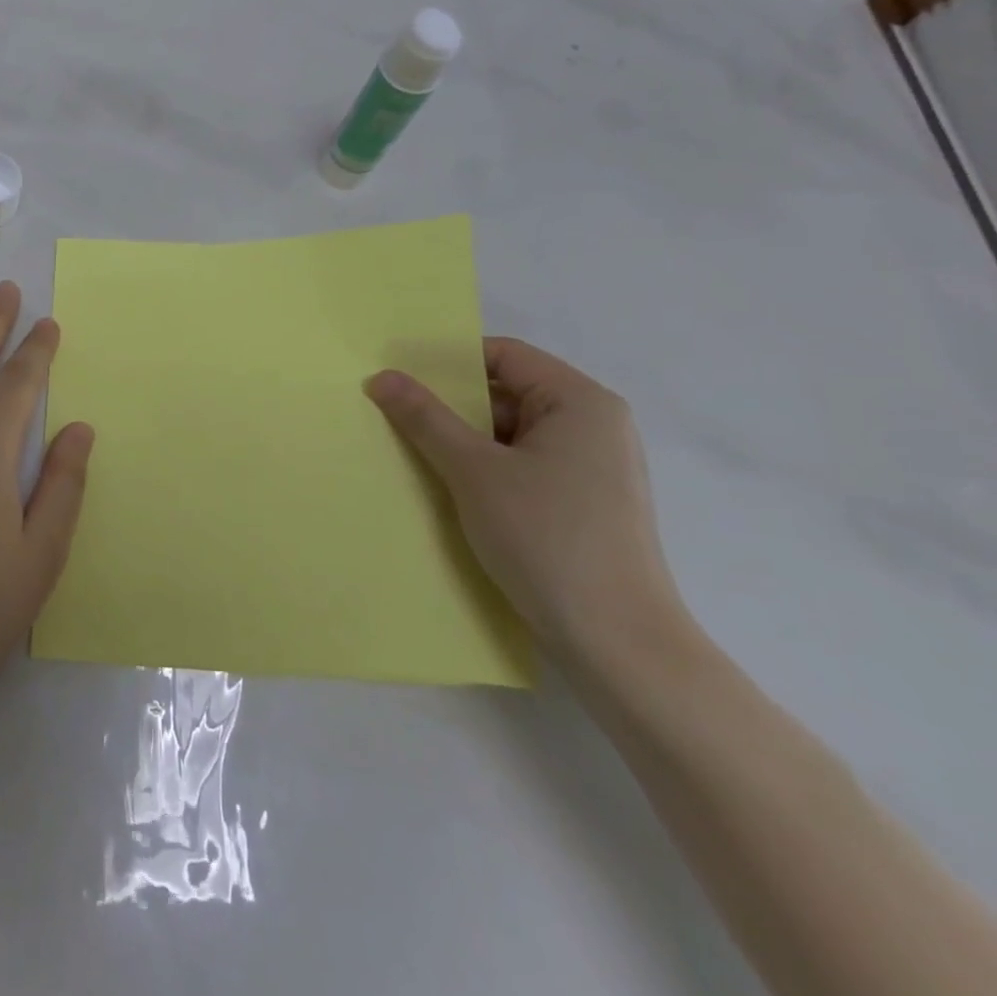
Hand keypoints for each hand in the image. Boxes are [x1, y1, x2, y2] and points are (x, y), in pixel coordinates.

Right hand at [366, 337, 686, 667]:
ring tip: (411, 450)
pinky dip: (484, 468)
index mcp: (581, 402)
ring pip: (512, 433)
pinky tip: (447, 485)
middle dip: (451, 404)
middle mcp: (594, 425)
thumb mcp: (472, 470)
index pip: (505, 355)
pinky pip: (523, 466)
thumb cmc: (546, 537)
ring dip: (463, 439)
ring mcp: (592, 467)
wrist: (615, 640)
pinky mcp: (583, 503)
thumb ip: (425, 417)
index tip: (399, 375)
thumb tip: (381, 377)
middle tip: (394, 412)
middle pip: (508, 393)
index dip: (449, 360)